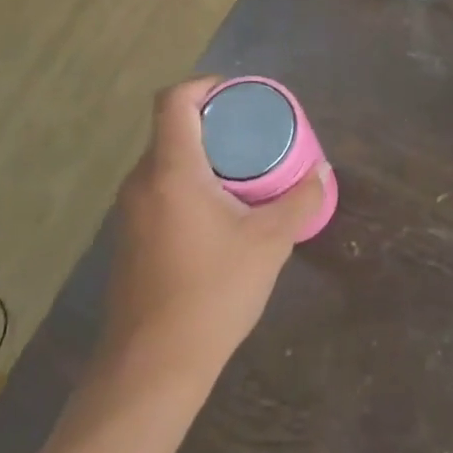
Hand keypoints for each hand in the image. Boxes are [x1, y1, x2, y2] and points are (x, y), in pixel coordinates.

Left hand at [101, 76, 327, 378]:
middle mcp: (142, 182)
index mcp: (172, 170)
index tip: (241, 95)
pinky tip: (221, 213)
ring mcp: (129, 213)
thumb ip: (300, 201)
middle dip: (214, 123)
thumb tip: (323, 172)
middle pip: (172, 129)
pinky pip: (160, 189)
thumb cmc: (212, 293)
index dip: (205, 84)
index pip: (174, 100)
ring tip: (245, 171)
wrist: (151, 368)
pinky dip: (189, 183)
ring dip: (203, 156)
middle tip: (255, 135)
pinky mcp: (129, 239)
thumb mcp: (270, 242)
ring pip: (165, 161)